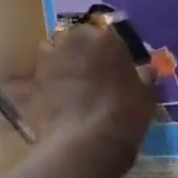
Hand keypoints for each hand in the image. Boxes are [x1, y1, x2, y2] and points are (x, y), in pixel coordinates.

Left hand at [29, 18, 157, 152]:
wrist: (86, 142)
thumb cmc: (124, 114)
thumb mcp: (145, 95)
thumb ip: (144, 77)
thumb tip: (146, 70)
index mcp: (104, 38)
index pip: (103, 35)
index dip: (105, 51)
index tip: (109, 66)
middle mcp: (73, 40)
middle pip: (73, 39)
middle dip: (78, 51)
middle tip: (87, 74)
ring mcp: (49, 59)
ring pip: (52, 53)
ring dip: (58, 63)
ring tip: (67, 86)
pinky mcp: (31, 80)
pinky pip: (38, 77)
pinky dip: (44, 84)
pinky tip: (53, 100)